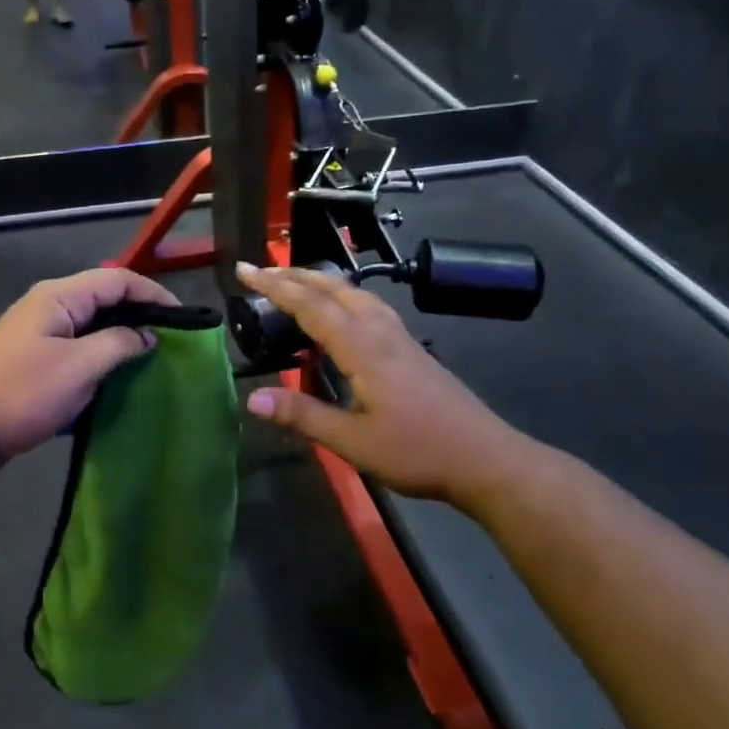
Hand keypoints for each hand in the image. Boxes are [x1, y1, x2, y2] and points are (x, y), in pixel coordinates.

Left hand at [0, 269, 179, 474]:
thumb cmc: (23, 393)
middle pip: (104, 299)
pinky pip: (78, 349)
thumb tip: (147, 337)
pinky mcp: (35, 361)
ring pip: (92, 326)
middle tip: (172, 339)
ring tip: (152, 357)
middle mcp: (48, 307)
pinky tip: (118, 378)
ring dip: (121, 338)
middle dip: (139, 315)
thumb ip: (119, 344)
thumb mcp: (79, 367)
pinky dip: (101, 357)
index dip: (153, 294)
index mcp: (58, 296)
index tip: (183, 319)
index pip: (117, 280)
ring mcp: (39, 334)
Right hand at [237, 263, 520, 503]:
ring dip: (320, 282)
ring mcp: (399, 336)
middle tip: (260, 270)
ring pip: (354, 293)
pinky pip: (369, 306)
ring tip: (293, 282)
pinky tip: (341, 312)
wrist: (484, 458)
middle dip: (293, 275)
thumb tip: (252, 399)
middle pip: (333, 288)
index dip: (274, 286)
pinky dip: (342, 296)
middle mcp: (380, 331)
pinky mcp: (410, 347)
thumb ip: (303, 416)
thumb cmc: (417, 451)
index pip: (310, 305)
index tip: (244, 270)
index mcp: (362, 347)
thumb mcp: (352, 442)